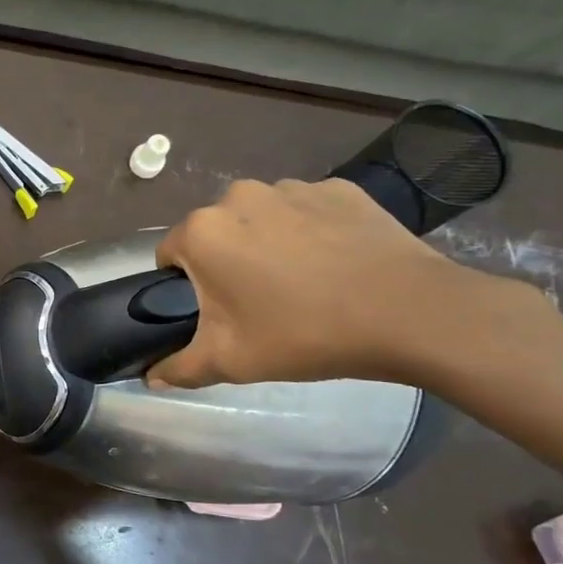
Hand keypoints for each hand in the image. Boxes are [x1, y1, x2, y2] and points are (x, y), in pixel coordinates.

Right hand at [147, 177, 530, 386]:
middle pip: (216, 233)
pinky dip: (311, 232)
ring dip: (268, 244)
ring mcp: (292, 187)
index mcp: (203, 231)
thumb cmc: (305, 334)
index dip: (185, 287)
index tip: (215, 313)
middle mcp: (237, 196)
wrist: (410, 313)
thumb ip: (179, 368)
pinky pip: (307, 211)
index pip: (170, 255)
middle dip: (227, 262)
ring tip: (303, 284)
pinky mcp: (338, 187)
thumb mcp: (231, 361)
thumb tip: (151, 376)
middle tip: (259, 304)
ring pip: (261, 219)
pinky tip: (336, 265)